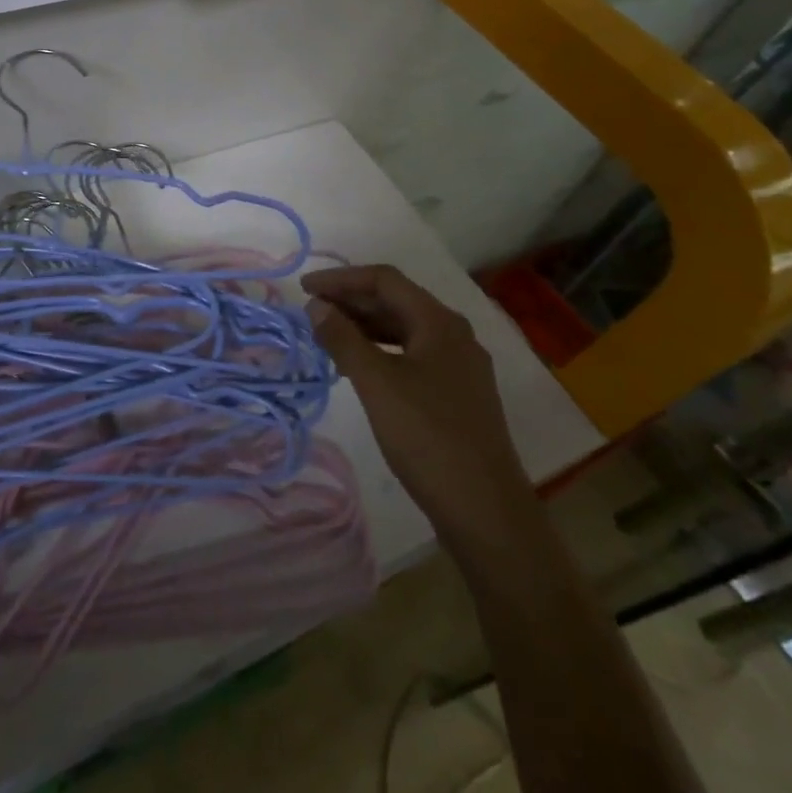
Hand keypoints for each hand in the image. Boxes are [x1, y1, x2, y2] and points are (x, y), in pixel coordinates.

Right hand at [302, 264, 537, 545]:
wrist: (487, 514)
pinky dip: (379, 351)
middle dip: (350, 301)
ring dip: (363, 326)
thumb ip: (343, 338)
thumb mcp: (377, 383)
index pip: (384, 280)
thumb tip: (317, 306)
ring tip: (326, 336)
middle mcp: (454, 335)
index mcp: (439, 323)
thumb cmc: (428, 438)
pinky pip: (410, 355)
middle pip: (395, 301)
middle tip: (310, 311)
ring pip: (403, 329)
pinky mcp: (456, 395)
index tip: (304, 289)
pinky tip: (356, 367)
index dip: (341, 278)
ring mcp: (458, 366)